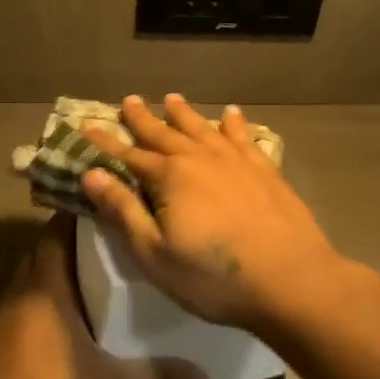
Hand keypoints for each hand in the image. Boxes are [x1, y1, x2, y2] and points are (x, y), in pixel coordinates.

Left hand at [0, 215, 207, 378]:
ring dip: (55, 262)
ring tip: (93, 267)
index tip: (109, 209)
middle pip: (45, 244)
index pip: (58, 229)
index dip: (80, 214)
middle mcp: (21, 283)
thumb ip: (157, 376)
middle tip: (110, 239)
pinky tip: (65, 306)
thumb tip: (204, 377)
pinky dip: (41, 286)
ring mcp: (3, 305)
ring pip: (31, 267)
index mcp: (46, 282)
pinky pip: (21, 289)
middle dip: (73, 238)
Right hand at [81, 95, 357, 331]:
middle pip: (165, 133)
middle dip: (144, 118)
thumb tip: (92, 174)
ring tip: (172, 99)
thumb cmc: (214, 277)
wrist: (292, 279)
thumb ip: (123, 211)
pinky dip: (234, 124)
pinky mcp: (265, 171)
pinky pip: (243, 138)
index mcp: (169, 178)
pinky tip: (231, 114)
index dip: (106, 142)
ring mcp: (236, 162)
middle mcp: (200, 159)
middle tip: (129, 100)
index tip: (86, 125)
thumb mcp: (155, 253)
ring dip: (184, 114)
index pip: (129, 155)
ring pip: (202, 129)